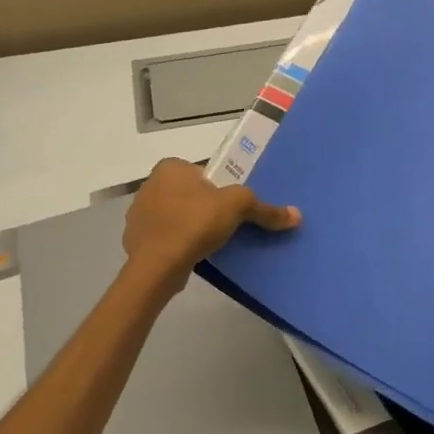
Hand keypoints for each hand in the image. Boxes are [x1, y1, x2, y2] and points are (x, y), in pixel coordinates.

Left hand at [122, 158, 299, 288]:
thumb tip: (296, 215)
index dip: (221, 188)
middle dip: (206, 208)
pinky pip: (166, 238)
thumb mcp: (237, 207)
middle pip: (190, 194)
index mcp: (170, 167)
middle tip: (228, 226)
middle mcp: (150, 185)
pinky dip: (179, 245)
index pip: (203, 173)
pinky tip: (194, 256)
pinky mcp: (137, 240)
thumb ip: (264, 208)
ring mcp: (140, 214)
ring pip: (176, 217)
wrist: (156, 266)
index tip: (233, 208)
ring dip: (192, 227)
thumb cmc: (194, 223)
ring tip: (213, 244)